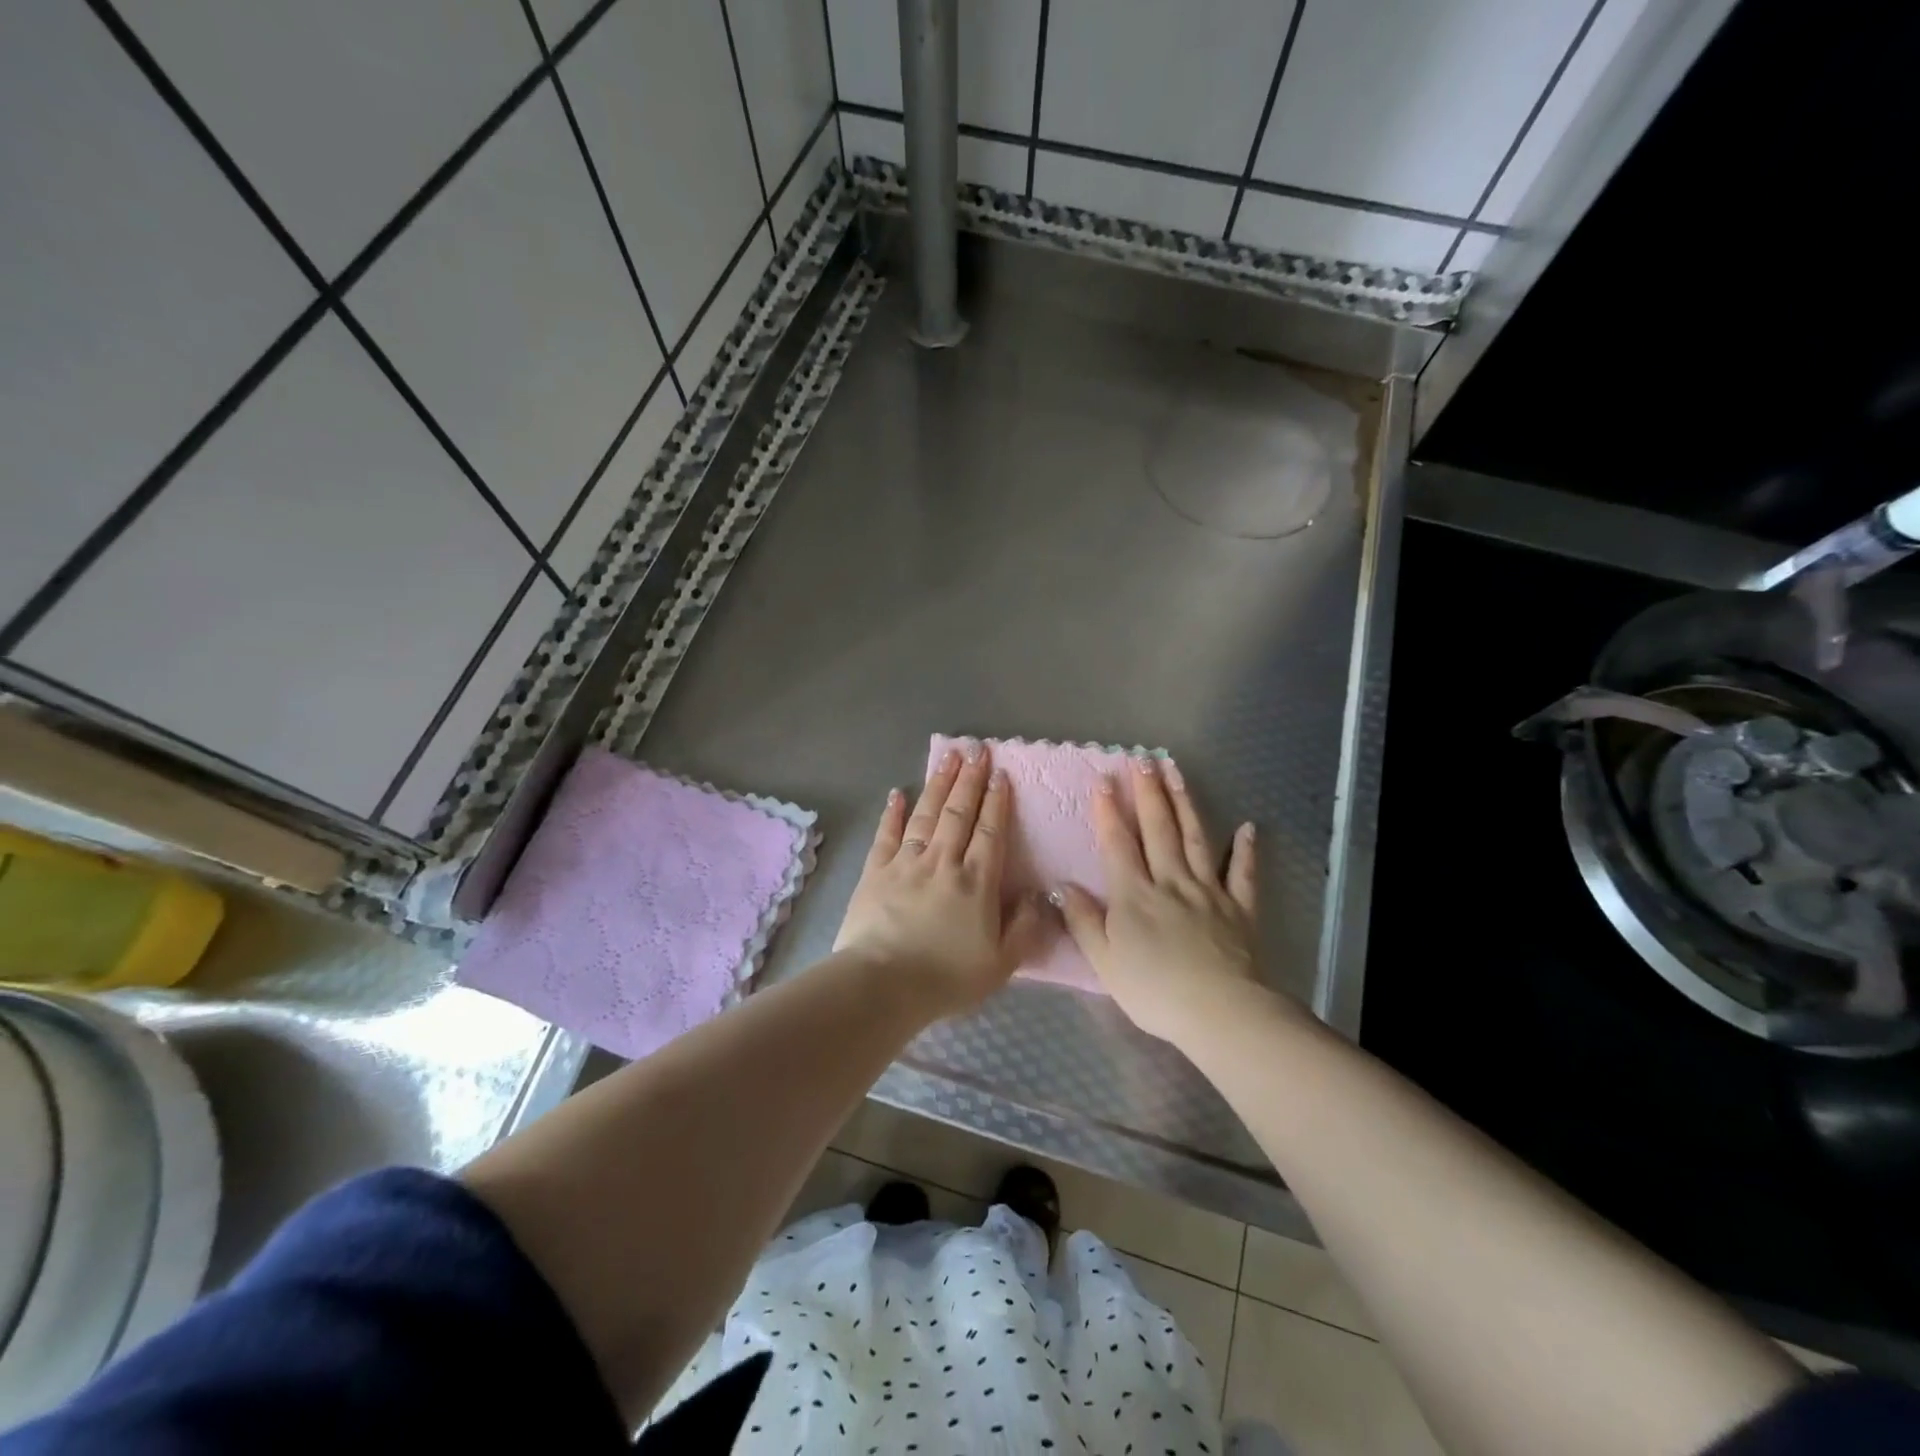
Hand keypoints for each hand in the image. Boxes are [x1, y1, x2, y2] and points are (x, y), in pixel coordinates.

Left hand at [835, 744, 1046, 1016]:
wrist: (883, 984)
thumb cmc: (945, 978)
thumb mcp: (1001, 964)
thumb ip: (1024, 928)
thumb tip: (1036, 896)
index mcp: (976, 882)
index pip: (991, 832)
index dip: (997, 801)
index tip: (1000, 774)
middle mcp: (943, 862)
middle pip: (959, 813)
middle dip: (970, 780)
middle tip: (976, 750)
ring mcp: (906, 863)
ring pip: (926, 814)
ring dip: (938, 784)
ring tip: (948, 758)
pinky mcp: (875, 871)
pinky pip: (886, 835)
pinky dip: (892, 813)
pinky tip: (896, 793)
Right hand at [1058, 757, 1266, 1044]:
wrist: (1219, 1012)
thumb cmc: (1154, 991)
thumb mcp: (1104, 962)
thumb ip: (1083, 921)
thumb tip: (1062, 886)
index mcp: (1134, 895)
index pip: (1118, 843)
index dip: (1108, 811)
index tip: (1103, 780)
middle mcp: (1170, 881)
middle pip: (1158, 829)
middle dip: (1148, 793)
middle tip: (1143, 760)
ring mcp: (1208, 891)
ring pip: (1195, 838)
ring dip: (1185, 803)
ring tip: (1177, 772)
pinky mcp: (1239, 907)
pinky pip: (1242, 873)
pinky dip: (1245, 850)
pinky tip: (1247, 827)